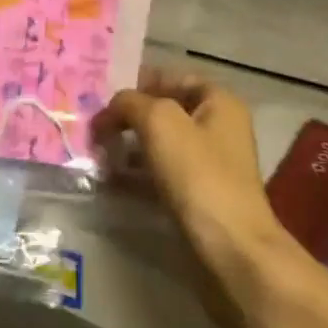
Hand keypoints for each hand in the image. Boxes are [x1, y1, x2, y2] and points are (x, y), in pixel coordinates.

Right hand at [94, 71, 298, 319]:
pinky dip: (137, 176)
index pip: (171, 78)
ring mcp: (210, 165)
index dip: (138, 83)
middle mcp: (218, 128)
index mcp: (219, 101)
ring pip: (160, 145)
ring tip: (98, 155)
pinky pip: (161, 176)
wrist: (232, 250)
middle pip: (164, 112)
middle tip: (95, 129)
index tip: (104, 98)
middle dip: (129, 118)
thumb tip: (111, 109)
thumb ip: (130, 103)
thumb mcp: (159, 122)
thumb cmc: (198, 175)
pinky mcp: (199, 198)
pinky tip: (111, 182)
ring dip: (129, 148)